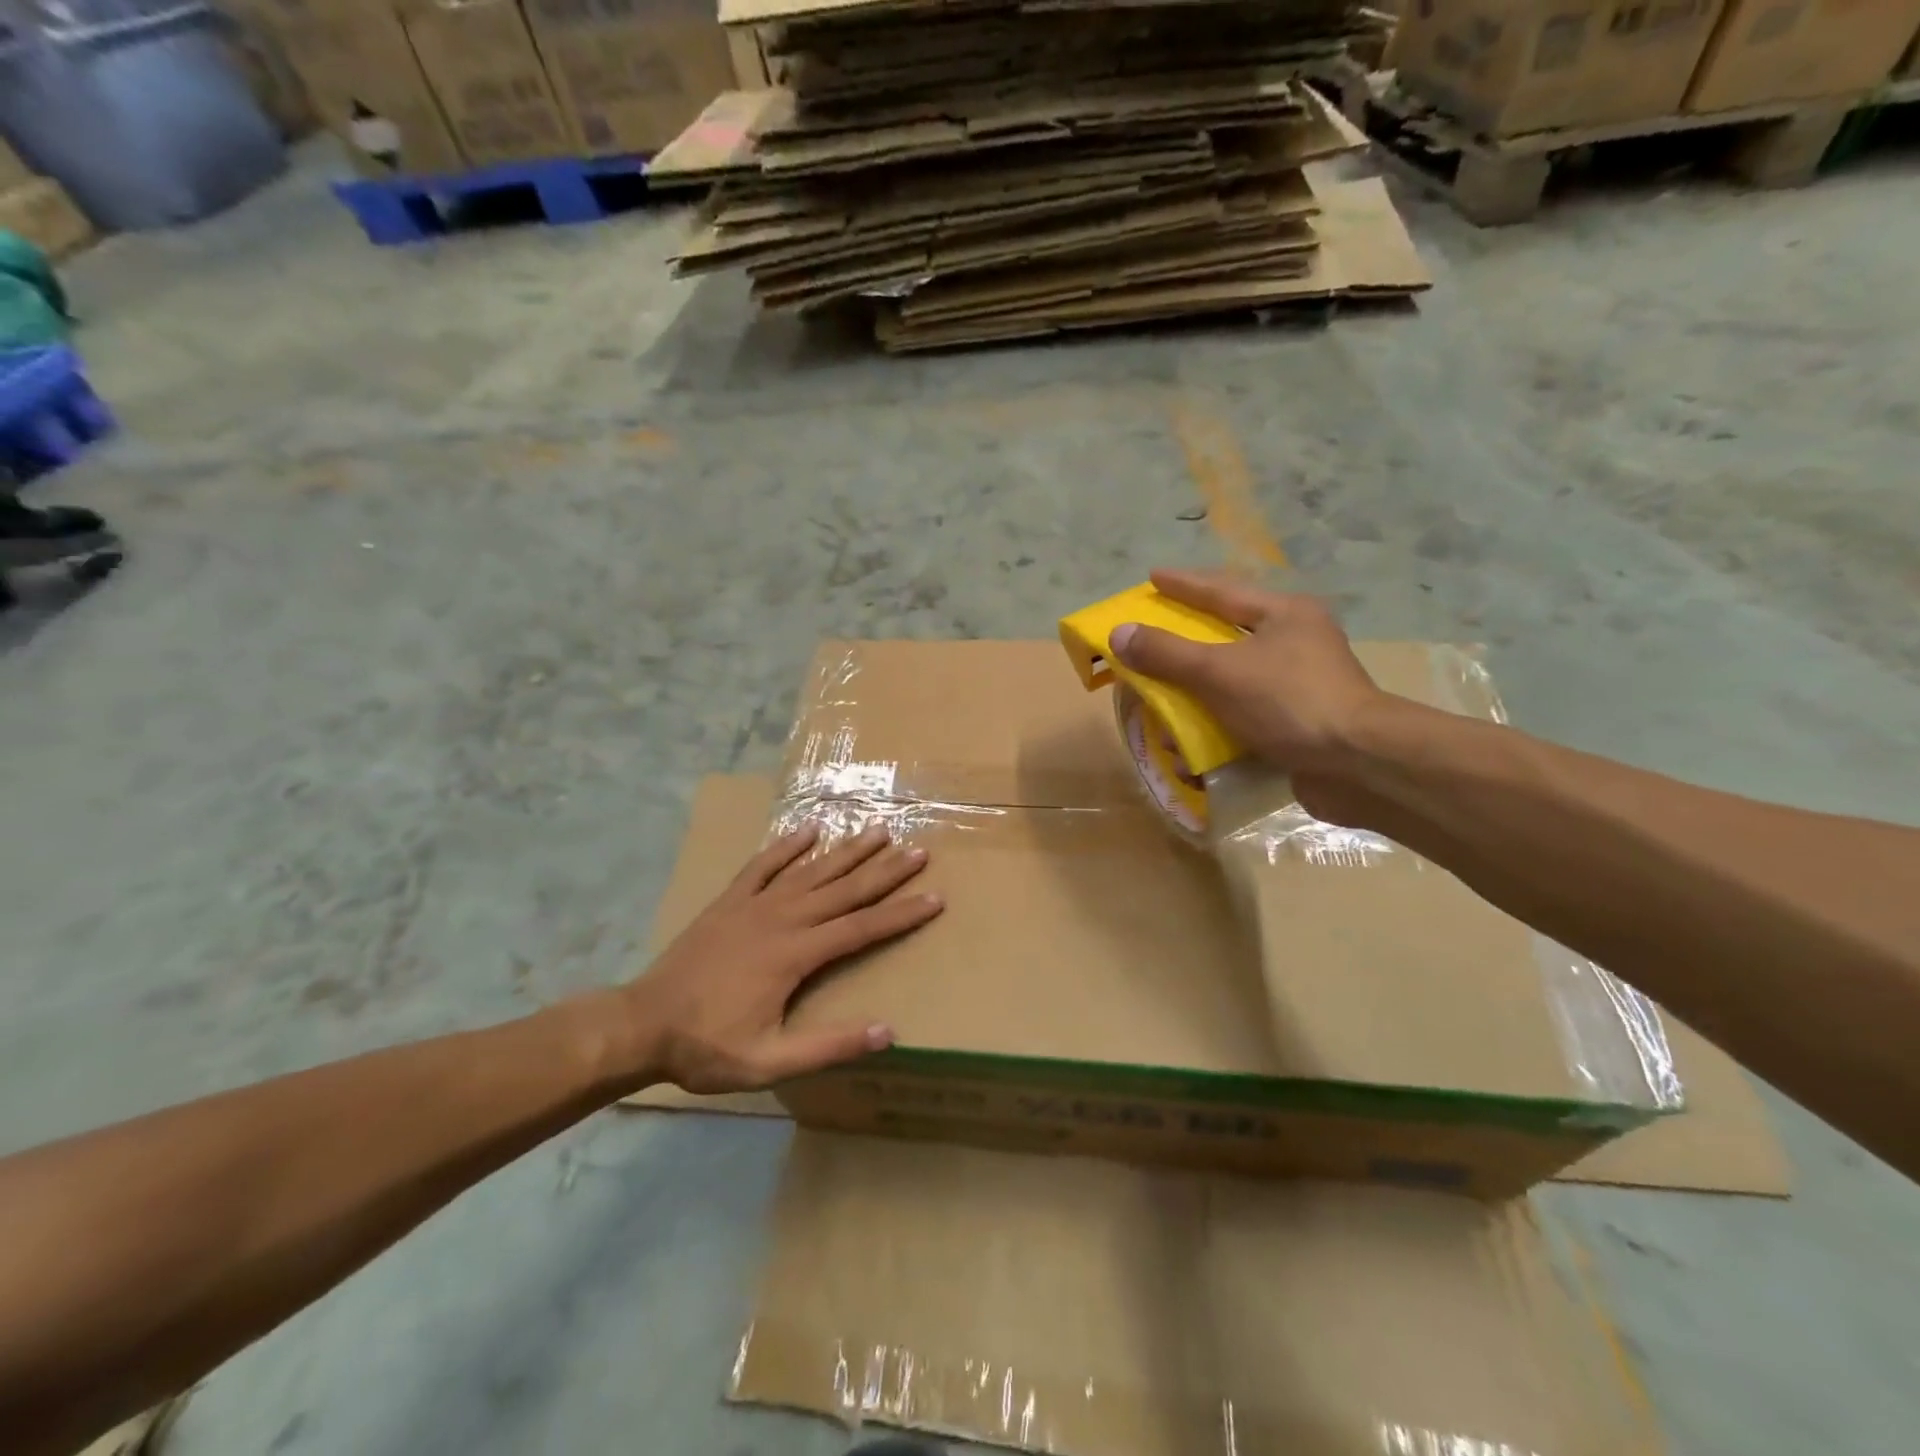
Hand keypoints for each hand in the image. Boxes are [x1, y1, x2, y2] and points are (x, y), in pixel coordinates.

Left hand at [627, 823, 941, 1092]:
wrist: (641, 1024)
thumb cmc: (707, 1046)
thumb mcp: (769, 1061)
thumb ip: (827, 1046)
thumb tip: (886, 1031)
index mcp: (795, 954)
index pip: (862, 928)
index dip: (901, 913)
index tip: (935, 897)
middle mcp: (781, 919)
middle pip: (844, 889)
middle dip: (885, 870)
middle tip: (919, 851)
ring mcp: (754, 905)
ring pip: (811, 870)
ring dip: (848, 851)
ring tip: (878, 830)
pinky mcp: (730, 901)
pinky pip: (764, 865)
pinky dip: (787, 845)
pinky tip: (809, 829)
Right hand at [1111, 570, 1387, 816]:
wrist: (1360, 765)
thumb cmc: (1290, 702)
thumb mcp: (1220, 672)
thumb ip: (1167, 652)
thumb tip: (1119, 633)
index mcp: (1284, 615)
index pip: (1222, 591)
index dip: (1183, 584)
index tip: (1152, 577)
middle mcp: (1295, 643)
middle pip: (1226, 635)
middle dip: (1184, 644)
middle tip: (1150, 638)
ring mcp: (1299, 685)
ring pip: (1233, 680)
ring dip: (1195, 696)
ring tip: (1162, 702)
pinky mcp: (1299, 723)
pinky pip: (1244, 716)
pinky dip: (1215, 727)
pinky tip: (1193, 746)